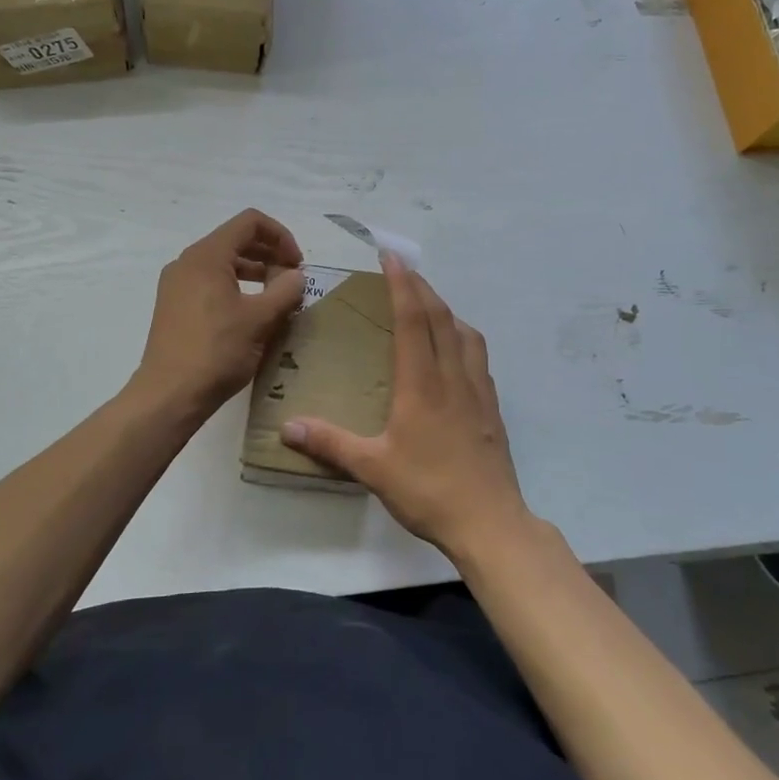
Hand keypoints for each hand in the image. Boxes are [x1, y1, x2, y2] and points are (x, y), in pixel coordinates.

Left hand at [133, 210, 306, 415]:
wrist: (169, 395)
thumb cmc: (217, 351)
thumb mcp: (261, 319)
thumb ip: (285, 291)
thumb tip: (296, 276)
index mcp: (207, 255)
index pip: (250, 222)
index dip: (281, 236)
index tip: (297, 265)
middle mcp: (188, 262)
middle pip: (236, 240)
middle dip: (269, 254)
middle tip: (292, 281)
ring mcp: (177, 285)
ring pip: (223, 263)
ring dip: (255, 272)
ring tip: (277, 297)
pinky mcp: (174, 307)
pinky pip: (210, 283)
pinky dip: (236, 287)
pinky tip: (252, 313)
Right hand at [279, 253, 529, 555]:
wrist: (490, 522)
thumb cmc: (429, 491)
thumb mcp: (372, 469)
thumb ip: (330, 443)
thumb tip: (288, 426)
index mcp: (422, 384)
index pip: (413, 320)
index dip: (402, 285)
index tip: (392, 257)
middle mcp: (453, 377)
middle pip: (440, 317)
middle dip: (422, 287)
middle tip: (403, 270)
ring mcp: (478, 391)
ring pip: (464, 334)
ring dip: (445, 309)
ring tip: (428, 305)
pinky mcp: (491, 408)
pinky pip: (477, 357)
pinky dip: (463, 337)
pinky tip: (455, 352)